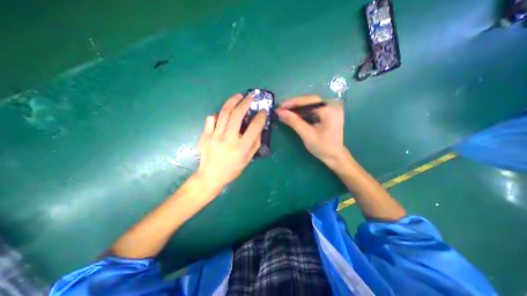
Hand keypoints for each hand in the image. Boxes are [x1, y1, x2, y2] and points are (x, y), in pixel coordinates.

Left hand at [195, 94, 267, 189]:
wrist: (211, 176)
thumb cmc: (232, 169)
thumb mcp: (248, 159)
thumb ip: (255, 144)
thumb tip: (258, 129)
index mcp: (241, 147)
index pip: (254, 127)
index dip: (260, 117)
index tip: (263, 110)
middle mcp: (228, 139)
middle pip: (237, 115)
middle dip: (245, 102)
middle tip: (250, 96)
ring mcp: (215, 136)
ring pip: (224, 113)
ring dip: (232, 102)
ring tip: (238, 96)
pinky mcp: (205, 135)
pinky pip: (211, 119)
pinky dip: (218, 114)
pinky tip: (222, 114)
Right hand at [278, 96, 348, 167]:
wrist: (334, 156)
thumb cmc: (322, 147)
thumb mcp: (307, 134)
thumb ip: (294, 122)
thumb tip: (280, 112)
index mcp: (329, 110)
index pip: (308, 101)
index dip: (292, 103)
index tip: (280, 107)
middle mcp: (331, 105)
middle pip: (309, 100)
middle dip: (294, 105)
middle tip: (280, 109)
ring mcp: (330, 109)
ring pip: (310, 104)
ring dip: (297, 108)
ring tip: (284, 111)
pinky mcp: (327, 113)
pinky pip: (312, 109)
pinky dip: (302, 112)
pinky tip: (293, 115)